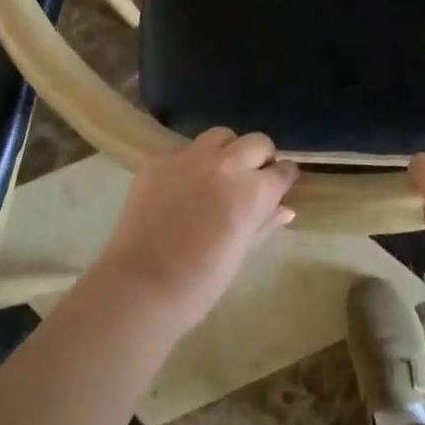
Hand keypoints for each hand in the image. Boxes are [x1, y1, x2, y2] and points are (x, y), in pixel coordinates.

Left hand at [86, 129, 298, 336]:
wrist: (139, 288)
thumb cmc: (199, 285)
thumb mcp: (240, 256)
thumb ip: (264, 224)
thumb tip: (284, 208)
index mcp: (252, 192)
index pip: (282, 171)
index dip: (283, 179)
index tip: (280, 187)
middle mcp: (226, 164)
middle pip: (257, 142)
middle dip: (261, 158)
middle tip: (251, 179)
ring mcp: (190, 157)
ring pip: (221, 136)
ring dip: (227, 151)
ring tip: (218, 174)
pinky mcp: (160, 160)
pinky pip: (185, 151)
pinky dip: (191, 164)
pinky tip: (182, 188)